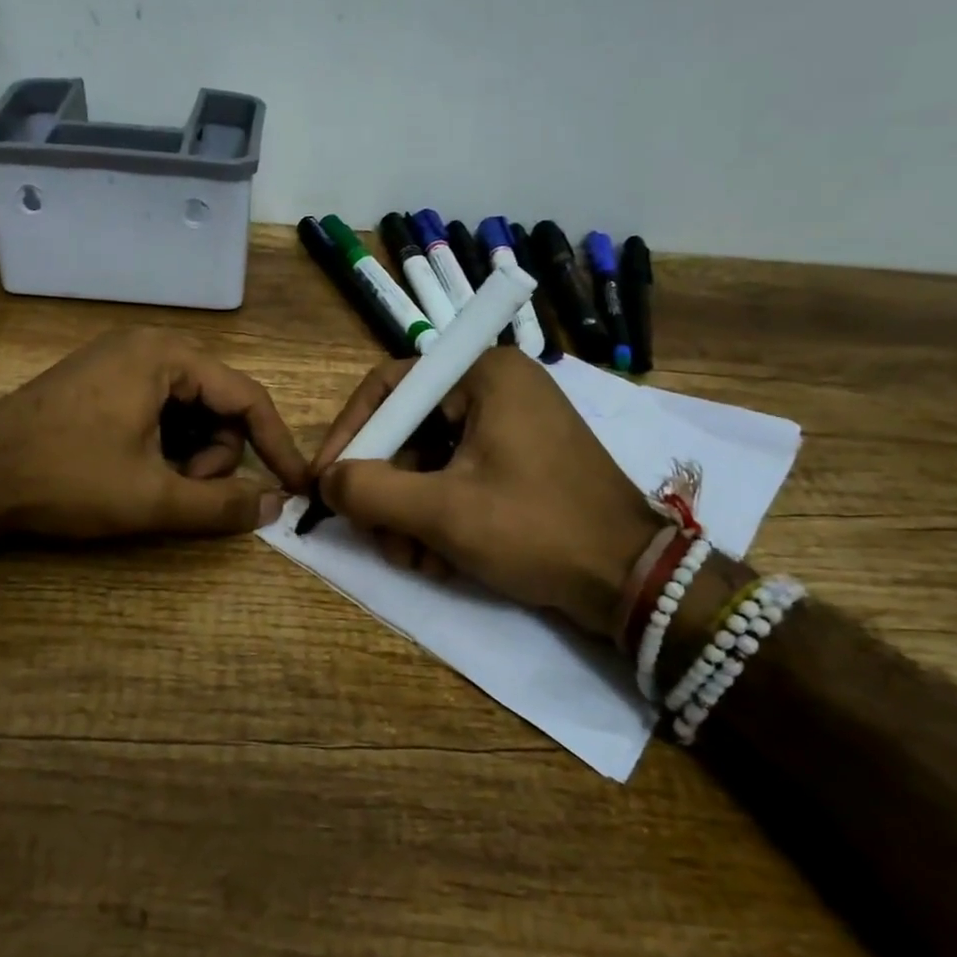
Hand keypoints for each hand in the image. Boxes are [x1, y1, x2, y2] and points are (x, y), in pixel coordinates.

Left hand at [0, 327, 308, 539]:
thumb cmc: (67, 477)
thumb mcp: (152, 498)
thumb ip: (221, 505)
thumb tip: (275, 507)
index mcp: (166, 356)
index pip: (248, 397)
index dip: (278, 445)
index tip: (296, 486)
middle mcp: (148, 345)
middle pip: (218, 403)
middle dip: (213, 456)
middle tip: (182, 492)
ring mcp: (120, 361)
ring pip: (189, 410)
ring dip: (187, 454)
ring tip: (154, 486)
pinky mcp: (101, 382)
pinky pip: (158, 409)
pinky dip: (164, 444)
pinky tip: (137, 471)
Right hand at [312, 348, 660, 632]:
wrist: (631, 581)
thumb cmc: (536, 529)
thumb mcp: (442, 512)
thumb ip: (370, 491)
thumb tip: (324, 483)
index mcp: (484, 375)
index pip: (390, 388)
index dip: (349, 435)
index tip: (325, 481)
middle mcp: (497, 388)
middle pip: (408, 430)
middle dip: (385, 489)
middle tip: (374, 535)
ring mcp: (512, 426)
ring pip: (429, 462)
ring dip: (408, 513)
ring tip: (412, 558)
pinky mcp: (520, 462)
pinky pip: (457, 478)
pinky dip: (439, 516)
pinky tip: (438, 560)